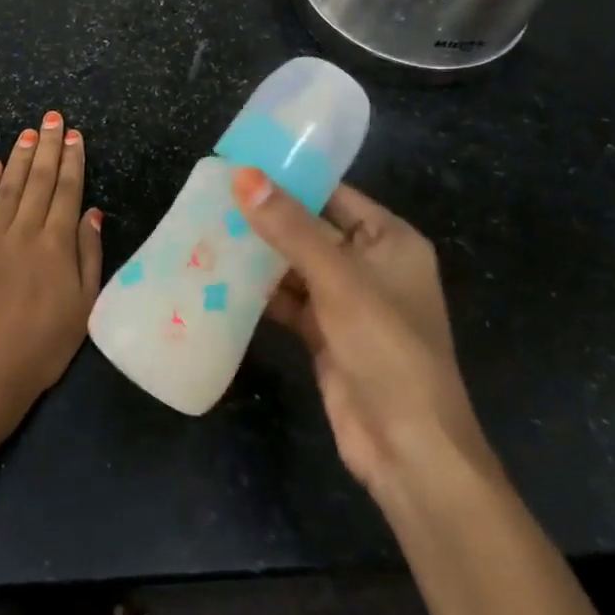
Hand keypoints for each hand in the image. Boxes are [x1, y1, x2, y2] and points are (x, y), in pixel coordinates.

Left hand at [0, 111, 102, 427]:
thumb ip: (89, 256)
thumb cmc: (42, 348)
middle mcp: (24, 231)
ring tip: (29, 132)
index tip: (75, 136)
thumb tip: (92, 213)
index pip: (67, 191)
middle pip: (39, 180)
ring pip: (9, 186)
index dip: (72, 161)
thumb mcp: (84, 308)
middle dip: (48, 146)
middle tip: (52, 118)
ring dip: (20, 156)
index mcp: (56, 246)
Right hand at [232, 168, 489, 499]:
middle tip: (211, 197)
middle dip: (266, 218)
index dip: (289, 178)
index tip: (239, 165)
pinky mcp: (326, 334)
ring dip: (258, 255)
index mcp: (389, 239)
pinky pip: (289, 300)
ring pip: (295, 266)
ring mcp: (347, 302)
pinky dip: (260, 292)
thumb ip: (289, 227)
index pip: (333, 193)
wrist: (408, 449)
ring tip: (206, 232)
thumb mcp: (337, 279)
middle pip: (310, 228)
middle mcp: (370, 264)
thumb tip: (243, 176)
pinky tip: (220, 279)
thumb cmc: (386, 347)